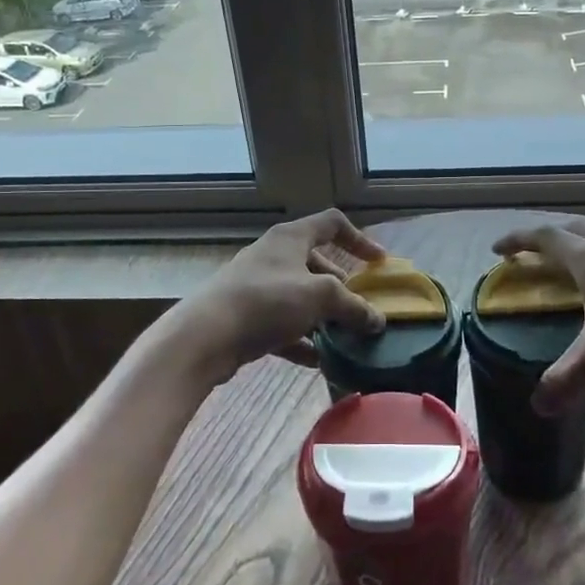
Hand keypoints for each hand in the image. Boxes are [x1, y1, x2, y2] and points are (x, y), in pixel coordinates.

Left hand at [162, 209, 388, 384]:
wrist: (205, 336)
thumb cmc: (267, 301)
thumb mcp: (320, 297)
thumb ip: (353, 307)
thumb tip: (377, 320)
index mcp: (291, 238)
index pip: (332, 224)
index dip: (359, 239)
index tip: (379, 263)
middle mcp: (273, 256)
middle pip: (316, 263)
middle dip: (341, 286)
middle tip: (359, 307)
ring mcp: (256, 286)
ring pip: (299, 296)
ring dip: (323, 315)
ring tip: (344, 336)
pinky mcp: (245, 317)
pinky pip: (282, 325)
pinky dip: (302, 339)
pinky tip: (318, 360)